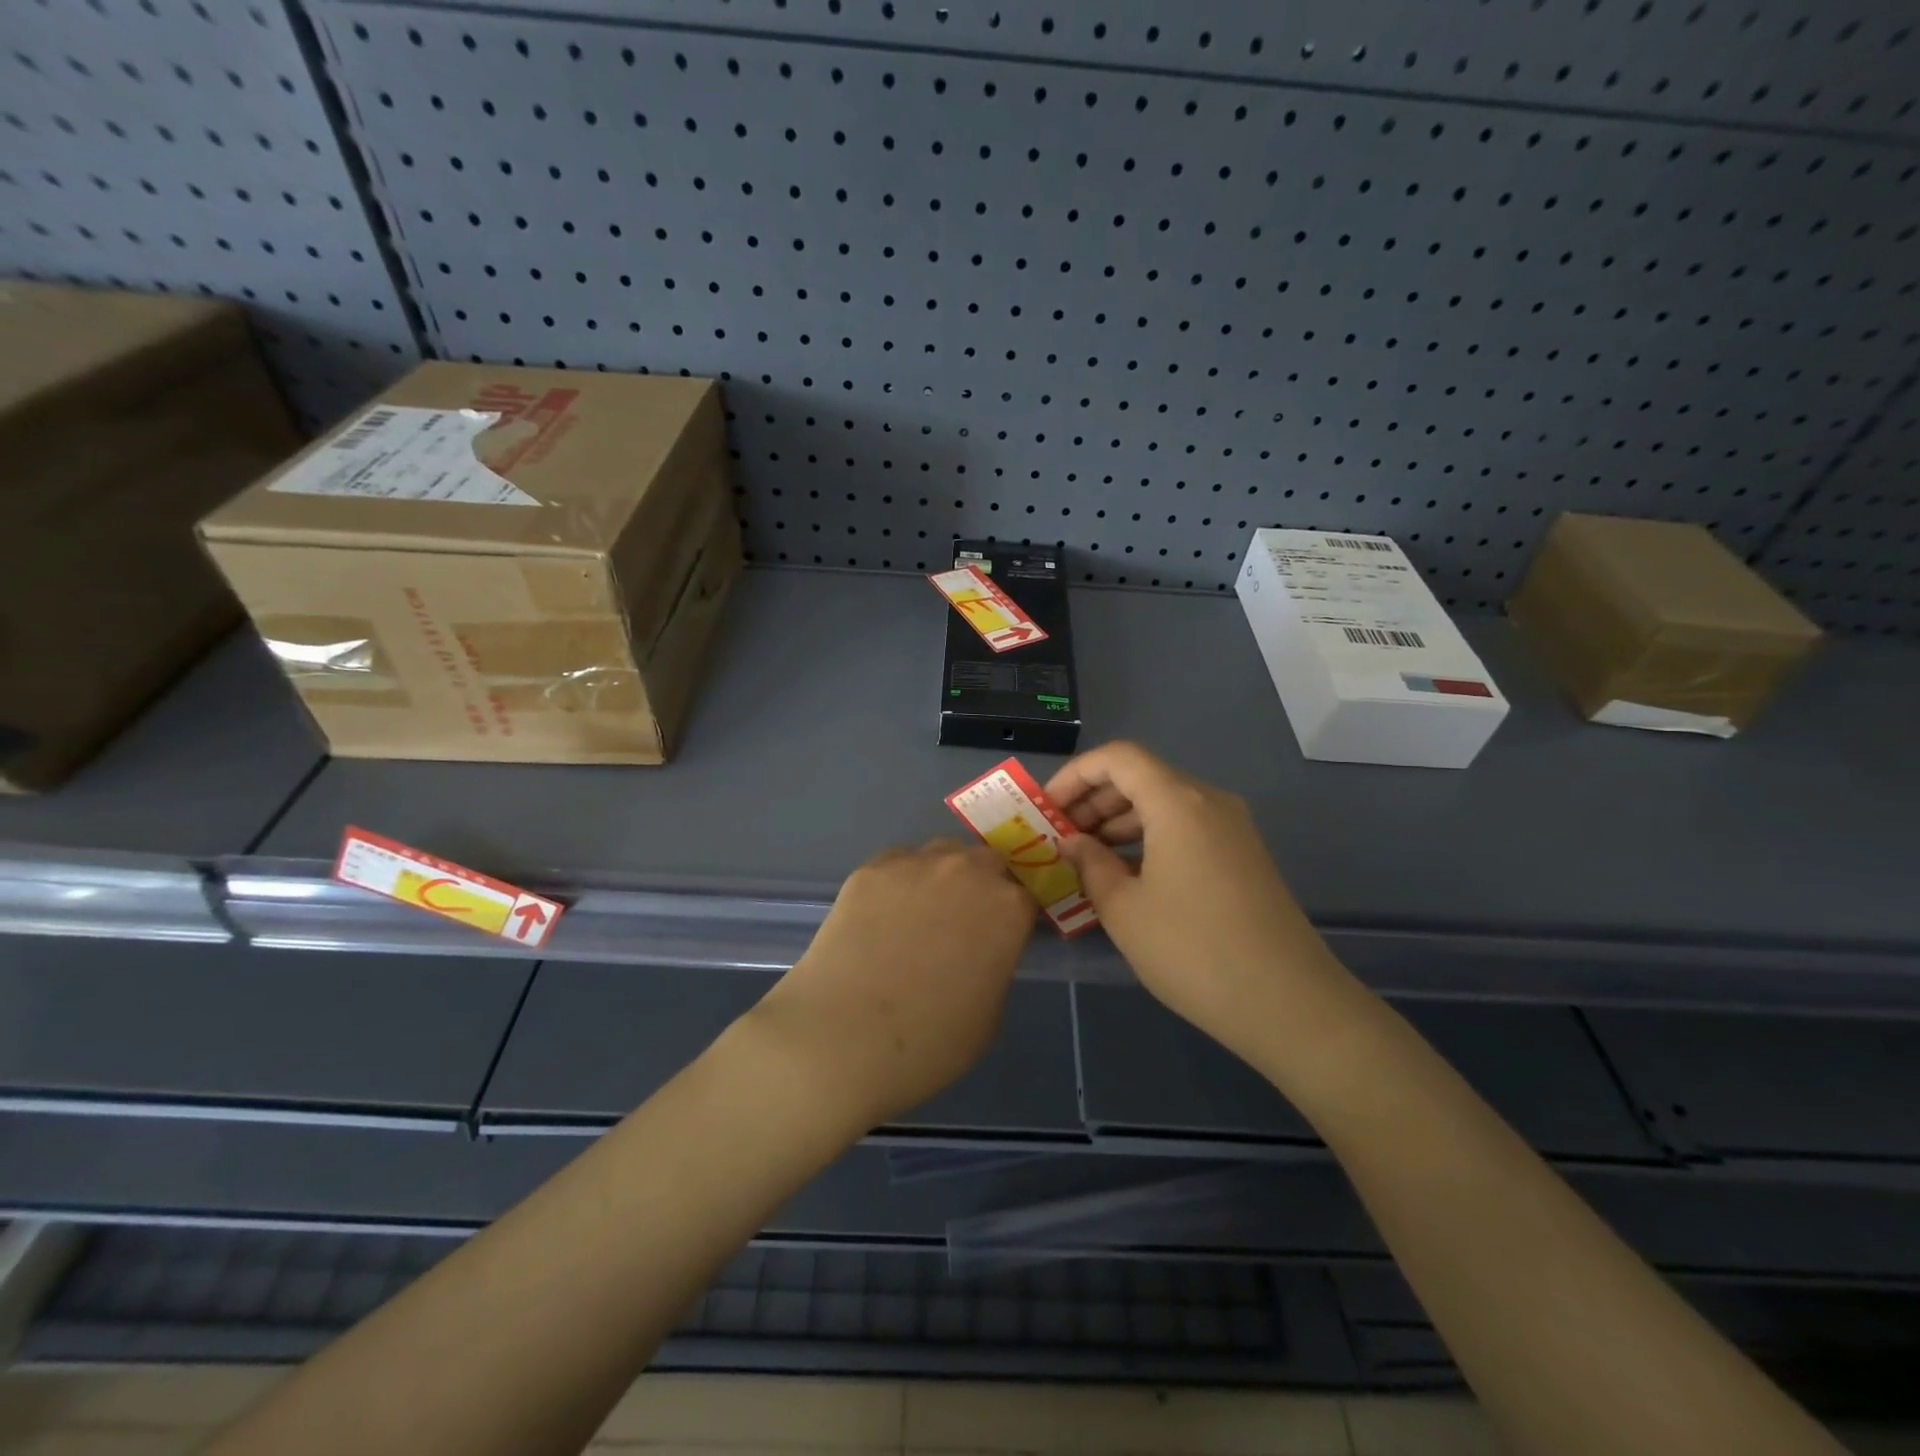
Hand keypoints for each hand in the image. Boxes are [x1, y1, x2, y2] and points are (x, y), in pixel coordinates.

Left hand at [745, 840, 1034, 1128]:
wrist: (842, 1038)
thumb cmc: (928, 1043)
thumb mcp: (989, 1016)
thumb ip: (996, 966)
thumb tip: (983, 951)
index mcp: (1007, 908)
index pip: (1026, 897)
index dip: (1015, 918)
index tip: (1004, 936)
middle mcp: (967, 871)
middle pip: (986, 863)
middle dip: (983, 886)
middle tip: (962, 924)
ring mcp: (915, 864)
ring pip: (941, 854)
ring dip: (942, 876)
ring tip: (919, 915)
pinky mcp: (871, 869)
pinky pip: (897, 864)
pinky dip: (899, 882)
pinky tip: (881, 916)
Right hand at [1046, 742, 1344, 1061]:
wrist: (1289, 1003)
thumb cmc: (1193, 951)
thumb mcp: (1124, 909)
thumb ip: (1090, 864)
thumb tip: (1071, 841)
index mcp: (1177, 801)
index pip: (1117, 757)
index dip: (1074, 775)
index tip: (1046, 810)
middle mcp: (1208, 800)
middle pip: (1140, 776)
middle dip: (1093, 799)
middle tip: (1060, 837)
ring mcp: (1231, 827)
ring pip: (1163, 802)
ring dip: (1119, 820)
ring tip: (1086, 859)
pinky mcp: (1242, 854)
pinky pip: (1185, 827)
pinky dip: (1148, 838)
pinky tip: (1126, 875)